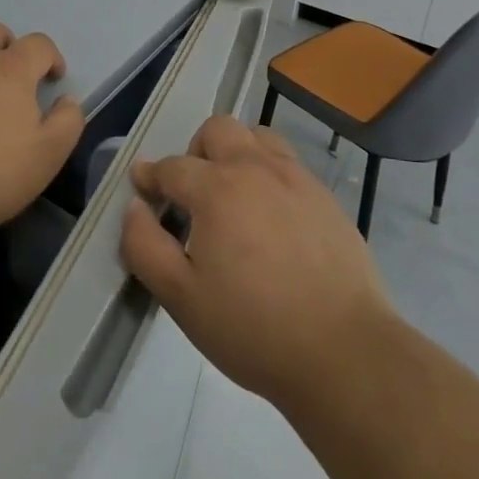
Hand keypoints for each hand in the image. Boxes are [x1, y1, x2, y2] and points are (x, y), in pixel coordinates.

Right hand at [119, 114, 390, 413]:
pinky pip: (289, 164)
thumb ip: (145, 246)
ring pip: (258, 137)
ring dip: (237, 153)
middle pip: (218, 129)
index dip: (151, 176)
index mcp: (217, 189)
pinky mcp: (326, 197)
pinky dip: (269, 174)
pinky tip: (272, 218)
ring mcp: (296, 178)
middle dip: (196, 151)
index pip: (172, 167)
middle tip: (194, 194)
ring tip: (234, 197)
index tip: (143, 188)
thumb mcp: (181, 298)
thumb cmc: (253, 328)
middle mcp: (256, 168)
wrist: (343, 350)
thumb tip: (134, 207)